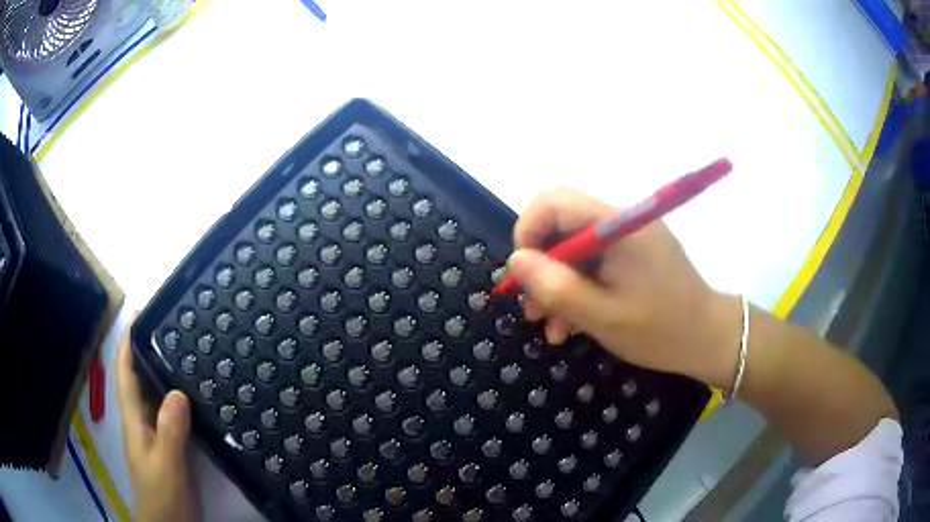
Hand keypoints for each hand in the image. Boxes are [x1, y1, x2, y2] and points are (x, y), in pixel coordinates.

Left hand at [117, 328, 199, 521]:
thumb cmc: (161, 495)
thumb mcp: (165, 464)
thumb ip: (169, 431)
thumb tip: (177, 391)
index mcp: (134, 419)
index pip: (125, 372)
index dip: (129, 342)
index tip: (142, 314)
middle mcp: (142, 419)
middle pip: (141, 377)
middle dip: (150, 349)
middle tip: (174, 328)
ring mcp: (156, 432)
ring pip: (157, 394)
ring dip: (166, 372)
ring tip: (188, 352)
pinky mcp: (171, 444)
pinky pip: (173, 413)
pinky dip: (181, 398)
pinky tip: (198, 394)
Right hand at [507, 187, 740, 387]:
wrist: (709, 339)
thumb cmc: (662, 330)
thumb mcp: (603, 317)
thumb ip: (556, 288)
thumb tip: (515, 261)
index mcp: (618, 224)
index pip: (555, 200)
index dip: (528, 230)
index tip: (523, 274)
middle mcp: (622, 221)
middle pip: (562, 225)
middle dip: (540, 266)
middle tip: (533, 310)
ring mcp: (629, 238)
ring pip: (574, 248)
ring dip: (557, 284)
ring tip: (551, 327)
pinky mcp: (634, 255)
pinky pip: (594, 263)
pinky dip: (578, 289)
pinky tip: (572, 324)